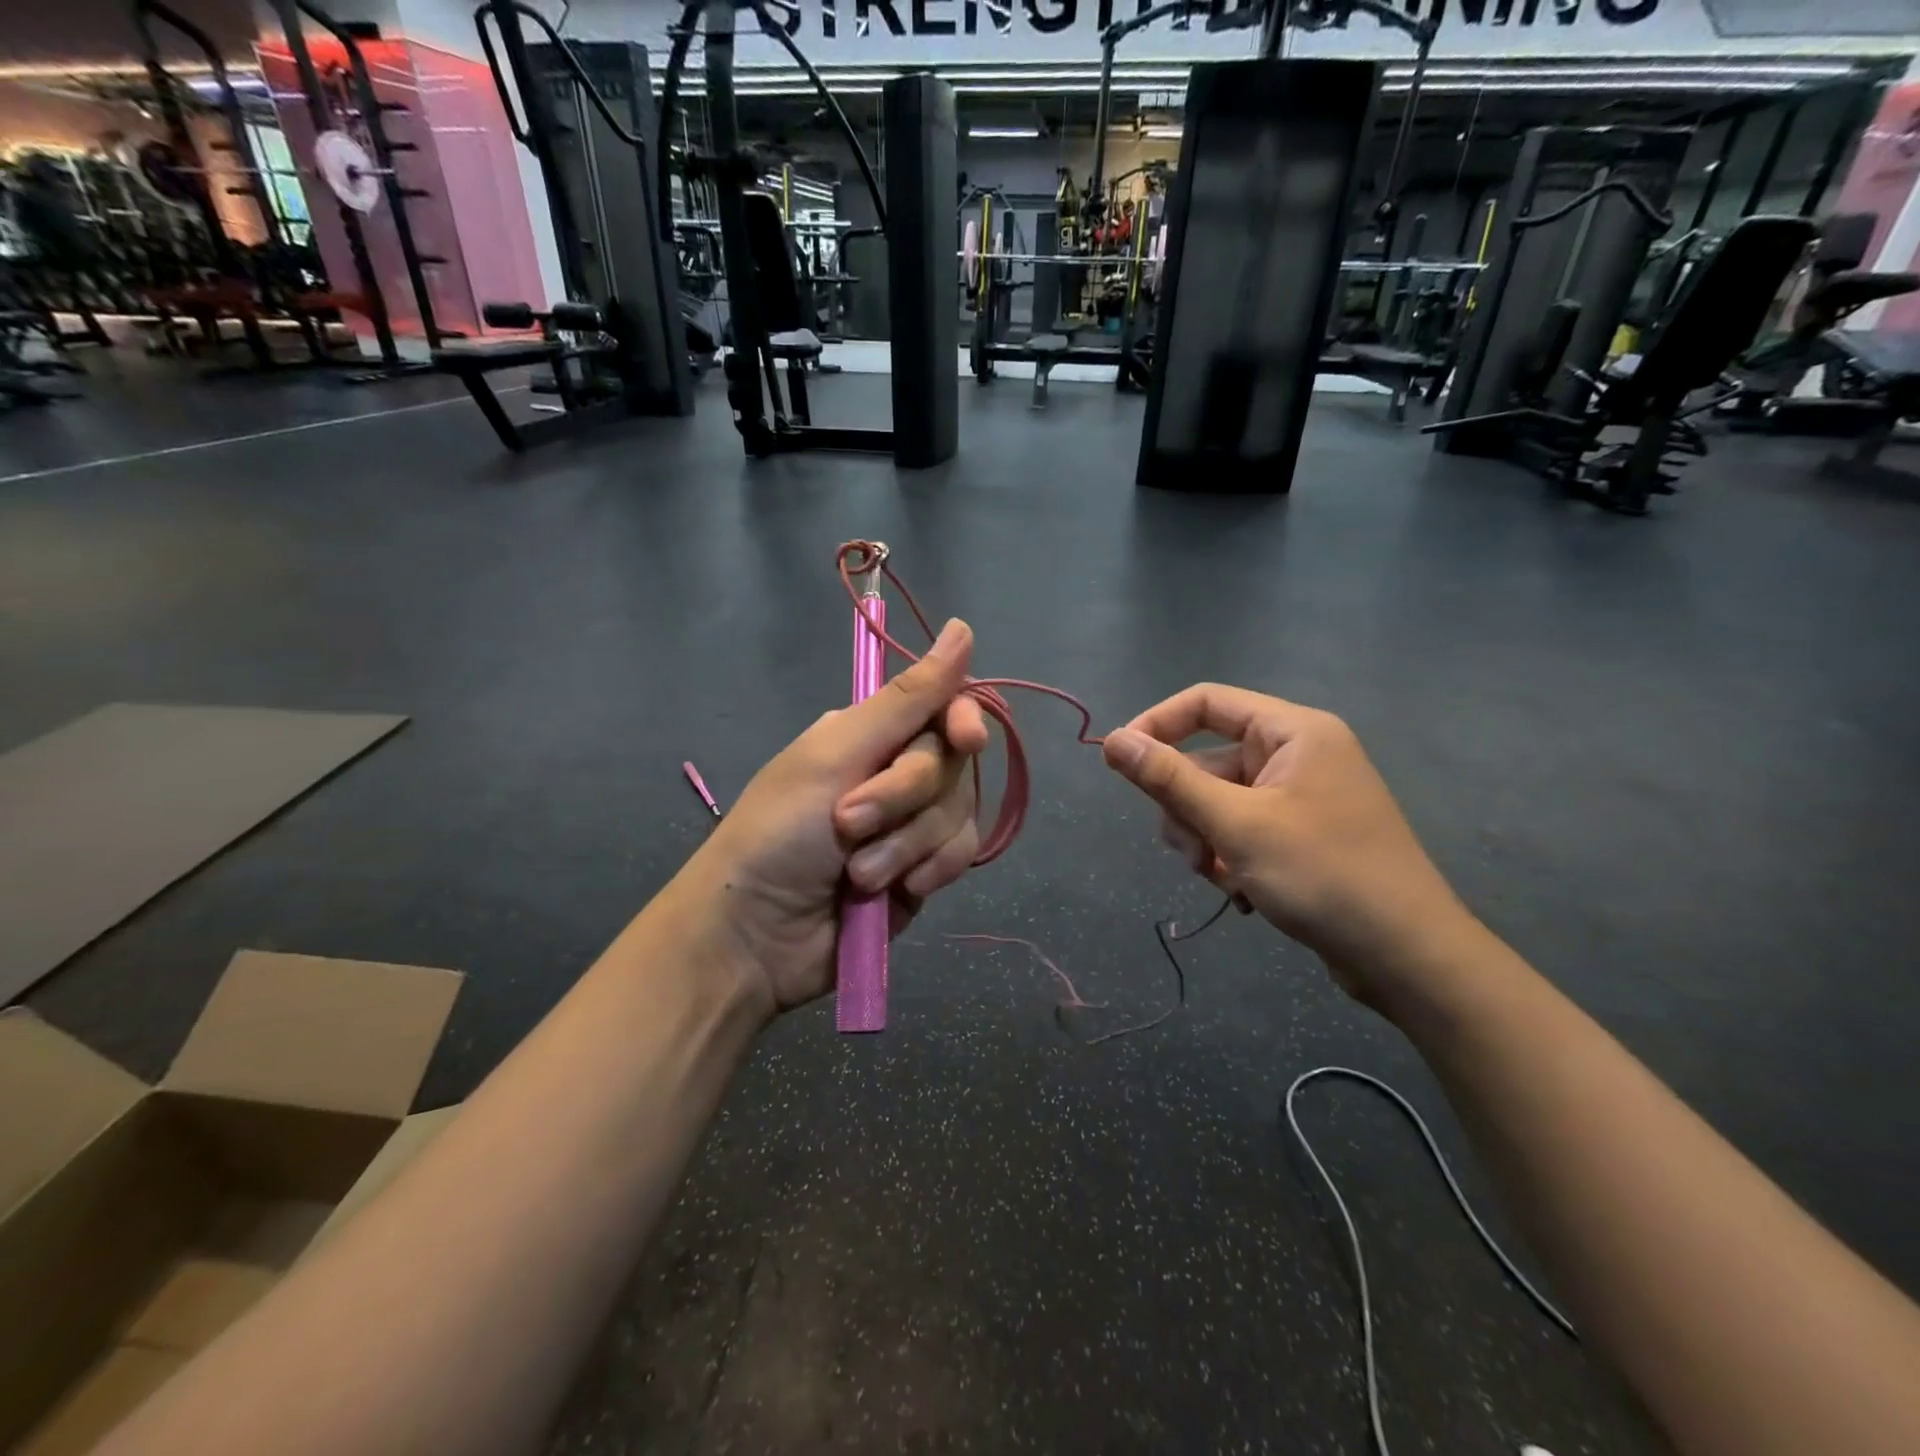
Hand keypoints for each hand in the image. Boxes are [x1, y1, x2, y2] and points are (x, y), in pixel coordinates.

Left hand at [675, 619, 988, 1016]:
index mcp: (870, 734)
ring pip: (958, 813)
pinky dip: (930, 870)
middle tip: (849, 823)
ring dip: (908, 844)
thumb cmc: (779, 832)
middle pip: (951, 765)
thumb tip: (962, 628)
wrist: (756, 937)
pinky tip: (899, 891)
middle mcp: (895, 771)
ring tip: (858, 873)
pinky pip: (959, 855)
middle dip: (905, 798)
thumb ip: (906, 699)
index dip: (963, 721)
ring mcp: (911, 824)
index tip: (965, 739)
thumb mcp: (836, 754)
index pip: (943, 709)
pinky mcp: (923, 869)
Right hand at [1101, 684, 1475, 1009]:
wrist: (1407, 957)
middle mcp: (1297, 754)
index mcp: (1293, 731)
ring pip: (1219, 802)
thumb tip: (1112, 740)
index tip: (1120, 763)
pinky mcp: (1301, 834)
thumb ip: (1168, 780)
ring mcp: (1301, 796)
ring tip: (1223, 879)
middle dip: (1188, 809)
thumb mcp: (1235, 825)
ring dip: (1206, 841)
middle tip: (1193, 854)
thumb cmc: (1323, 875)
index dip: (1156, 725)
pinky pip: (1242, 830)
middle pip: (1207, 761)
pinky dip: (1230, 858)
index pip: (1205, 702)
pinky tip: (1244, 894)